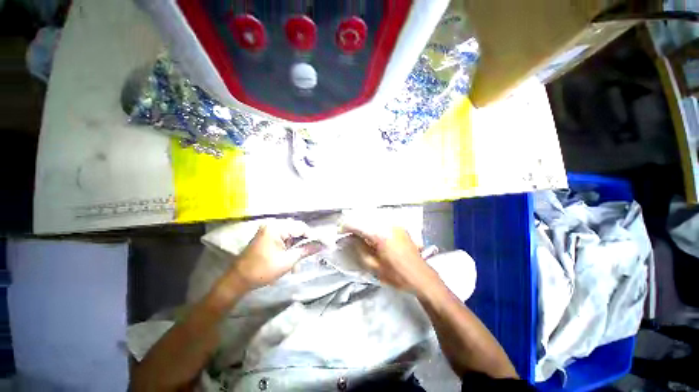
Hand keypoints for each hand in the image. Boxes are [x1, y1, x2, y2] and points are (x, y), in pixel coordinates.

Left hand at [230, 219, 321, 290]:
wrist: (237, 281)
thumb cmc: (262, 270)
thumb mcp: (288, 261)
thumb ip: (306, 250)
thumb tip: (323, 245)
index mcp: (276, 227)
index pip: (301, 228)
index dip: (314, 237)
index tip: (324, 245)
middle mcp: (273, 225)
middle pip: (296, 231)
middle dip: (304, 245)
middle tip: (311, 255)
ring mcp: (269, 230)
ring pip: (291, 237)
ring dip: (296, 250)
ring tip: (297, 266)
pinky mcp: (267, 237)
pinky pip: (283, 240)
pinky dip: (289, 250)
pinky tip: (290, 262)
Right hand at [342, 224, 438, 293]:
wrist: (421, 277)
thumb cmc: (396, 275)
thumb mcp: (374, 267)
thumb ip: (359, 249)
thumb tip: (350, 239)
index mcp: (380, 234)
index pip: (358, 225)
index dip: (346, 227)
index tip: (339, 232)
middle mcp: (387, 225)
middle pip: (365, 219)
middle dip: (354, 224)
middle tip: (347, 233)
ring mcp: (395, 225)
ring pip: (374, 219)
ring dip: (364, 224)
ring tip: (358, 233)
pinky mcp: (400, 227)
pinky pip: (382, 222)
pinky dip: (374, 225)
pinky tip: (372, 233)